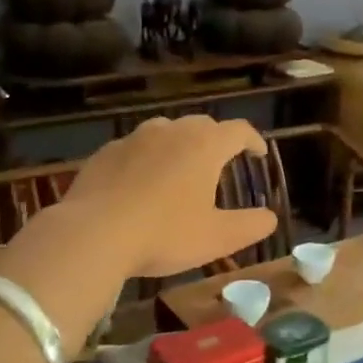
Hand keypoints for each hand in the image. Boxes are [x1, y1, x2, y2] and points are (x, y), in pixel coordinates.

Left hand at [49, 115, 277, 278]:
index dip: (253, 140)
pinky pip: (135, 148)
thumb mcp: (217, 238)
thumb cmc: (164, 234)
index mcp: (205, 146)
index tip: (258, 153)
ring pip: (166, 131)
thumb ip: (250, 225)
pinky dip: (147, 158)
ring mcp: (134, 138)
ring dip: (180, 144)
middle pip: (202, 125)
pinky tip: (141, 183)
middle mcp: (171, 131)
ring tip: (181, 168)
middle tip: (222, 161)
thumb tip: (270, 218)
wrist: (92, 235)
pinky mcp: (105, 153)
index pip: (239, 130)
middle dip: (217, 139)